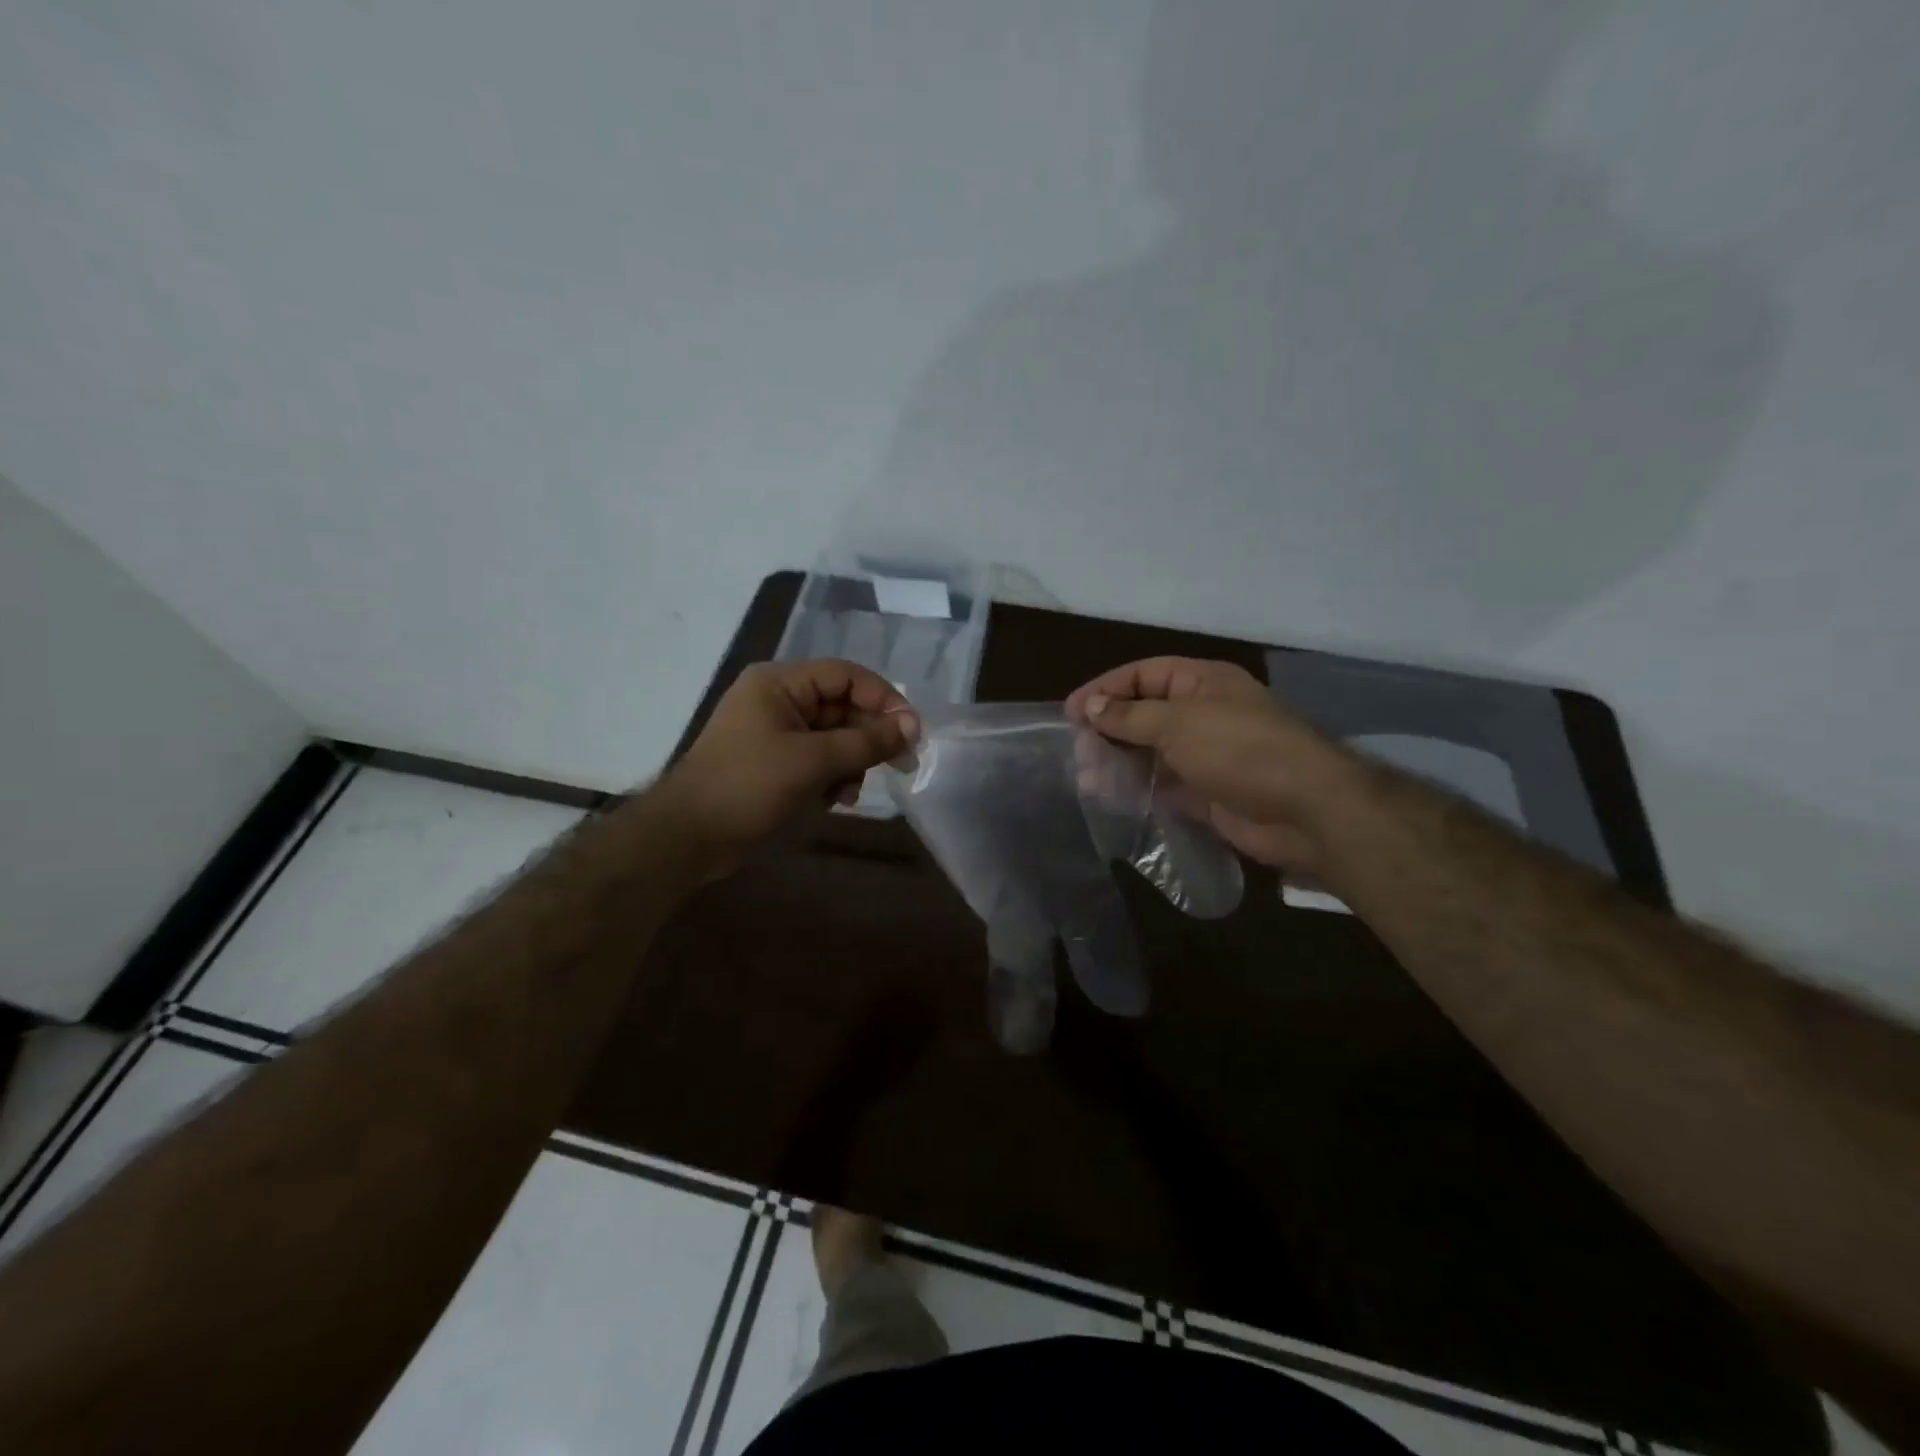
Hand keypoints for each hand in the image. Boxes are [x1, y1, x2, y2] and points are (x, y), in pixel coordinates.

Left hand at [655, 659, 916, 875]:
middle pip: (843, 706)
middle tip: (899, 764)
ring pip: (835, 736)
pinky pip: (820, 759)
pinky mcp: (777, 763)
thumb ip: (866, 741)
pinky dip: (834, 777)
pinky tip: (836, 799)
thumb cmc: (749, 787)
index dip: (883, 699)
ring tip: (851, 791)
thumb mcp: (813, 761)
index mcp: (780, 683)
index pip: (846, 675)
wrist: (690, 838)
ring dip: (852, 762)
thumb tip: (913, 726)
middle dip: (868, 736)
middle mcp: (780, 700)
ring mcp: (777, 733)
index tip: (911, 730)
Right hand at [1065, 657, 1360, 874]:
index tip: (1071, 712)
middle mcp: (1202, 713)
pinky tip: (1112, 799)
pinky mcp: (1206, 792)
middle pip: (1143, 714)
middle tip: (1077, 751)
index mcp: (1202, 682)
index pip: (1143, 675)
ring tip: (1087, 780)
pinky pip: (1162, 786)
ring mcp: (1205, 755)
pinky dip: (1137, 790)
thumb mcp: (1179, 722)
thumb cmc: (1240, 749)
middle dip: (1108, 730)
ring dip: (1118, 762)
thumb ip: (1130, 716)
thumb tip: (1091, 706)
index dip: (1105, 689)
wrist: (1305, 811)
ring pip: (1150, 752)